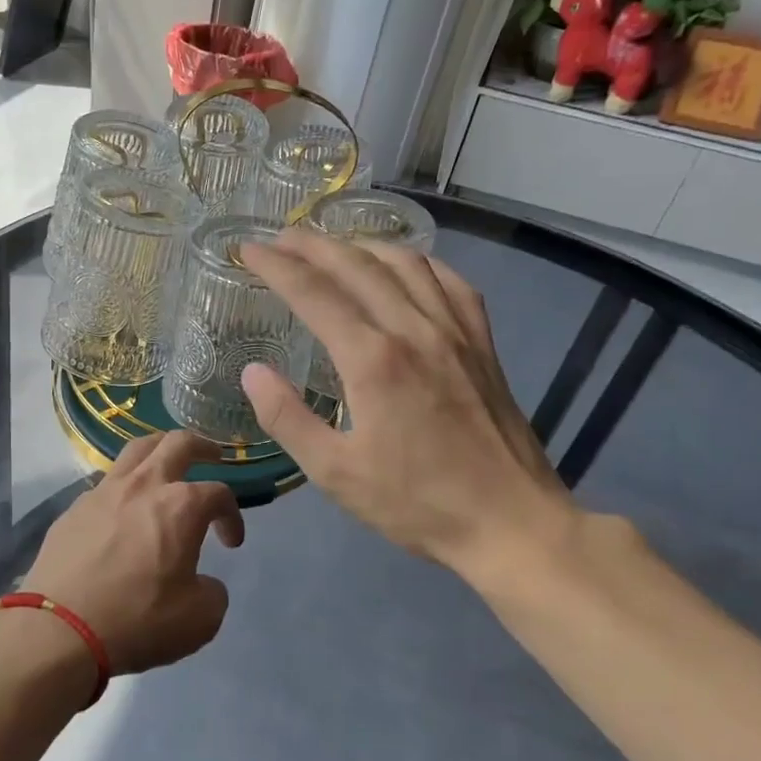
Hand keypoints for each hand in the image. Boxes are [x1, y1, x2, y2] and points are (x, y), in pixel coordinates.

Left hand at [23, 431, 243, 673]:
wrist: (59, 629)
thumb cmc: (137, 620)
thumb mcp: (200, 619)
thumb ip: (212, 592)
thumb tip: (202, 583)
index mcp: (181, 506)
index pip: (219, 494)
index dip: (232, 515)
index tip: (231, 543)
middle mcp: (143, 486)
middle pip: (177, 443)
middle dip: (202, 446)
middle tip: (212, 456)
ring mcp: (103, 492)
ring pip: (136, 451)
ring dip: (159, 451)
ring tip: (166, 464)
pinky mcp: (73, 509)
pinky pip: (106, 483)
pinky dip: (124, 486)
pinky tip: (123, 510)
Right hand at [237, 230, 579, 584]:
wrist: (512, 523)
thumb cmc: (417, 504)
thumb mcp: (336, 473)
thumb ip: (287, 418)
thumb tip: (253, 372)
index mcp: (373, 360)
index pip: (314, 293)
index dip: (276, 266)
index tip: (249, 250)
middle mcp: (414, 330)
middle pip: (357, 265)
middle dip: (313, 244)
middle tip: (281, 238)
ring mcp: (455, 332)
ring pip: (406, 263)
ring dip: (363, 245)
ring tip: (335, 245)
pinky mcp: (482, 344)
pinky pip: (451, 283)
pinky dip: (420, 263)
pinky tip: (406, 266)